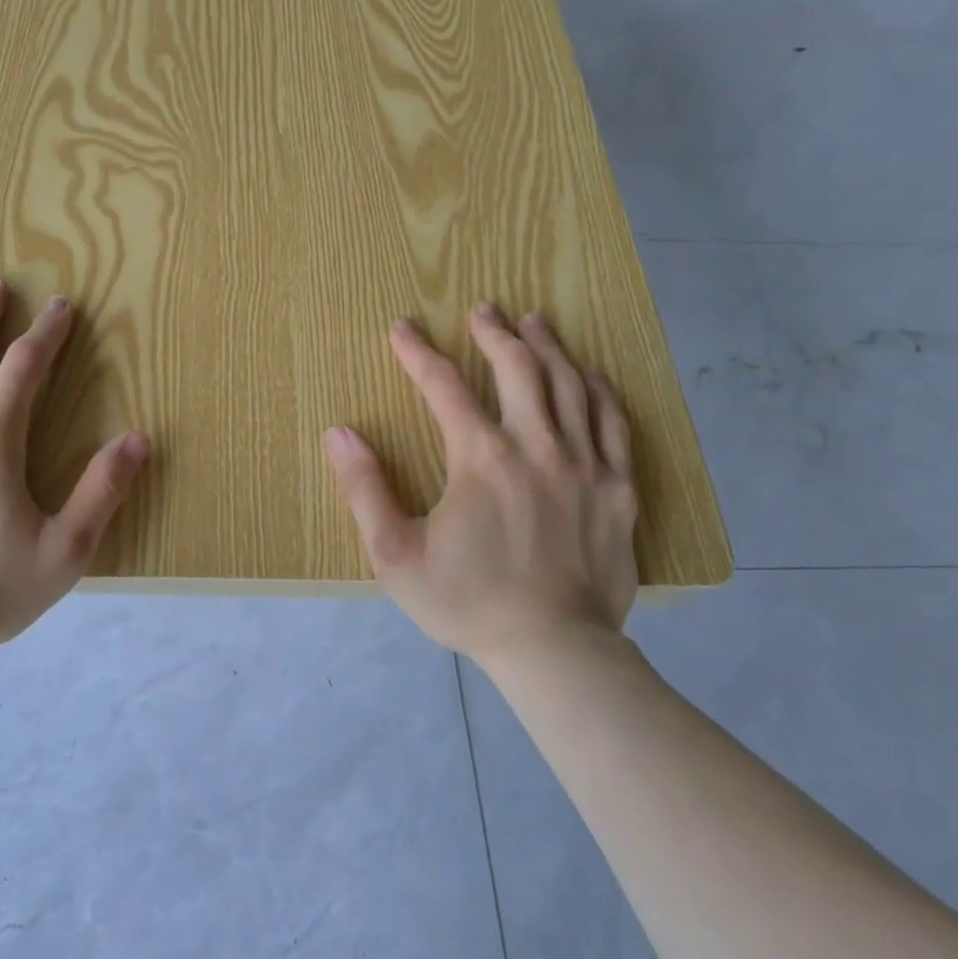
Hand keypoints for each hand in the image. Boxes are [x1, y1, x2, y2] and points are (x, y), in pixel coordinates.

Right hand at [323, 307, 638, 667]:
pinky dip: (599, 389)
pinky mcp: (618, 488)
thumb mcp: (395, 554)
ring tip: (534, 321)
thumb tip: (339, 433)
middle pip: (518, 369)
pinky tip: (589, 372)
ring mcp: (585, 464)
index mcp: (480, 458)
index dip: (418, 352)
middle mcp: (535, 446)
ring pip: (569, 385)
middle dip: (495, 332)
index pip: (444, 386)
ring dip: (547, 347)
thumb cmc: (467, 601)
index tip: (402, 327)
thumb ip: (365, 489)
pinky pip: (613, 422)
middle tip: (483, 309)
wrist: (554, 650)